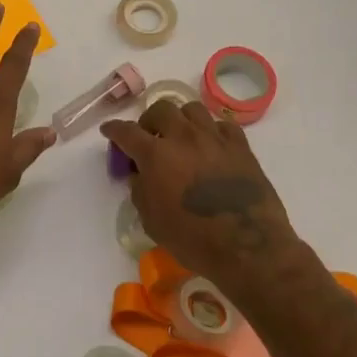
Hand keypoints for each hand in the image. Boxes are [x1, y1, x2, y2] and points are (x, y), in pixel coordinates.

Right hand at [102, 100, 304, 292]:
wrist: (248, 247)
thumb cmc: (193, 239)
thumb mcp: (152, 221)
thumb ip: (141, 190)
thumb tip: (141, 174)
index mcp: (156, 155)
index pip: (127, 132)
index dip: (114, 130)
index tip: (108, 130)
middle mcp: (183, 137)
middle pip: (161, 109)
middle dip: (150, 120)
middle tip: (150, 137)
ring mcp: (214, 138)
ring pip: (192, 109)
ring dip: (181, 119)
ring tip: (181, 136)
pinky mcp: (240, 146)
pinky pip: (222, 125)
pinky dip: (212, 131)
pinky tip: (211, 146)